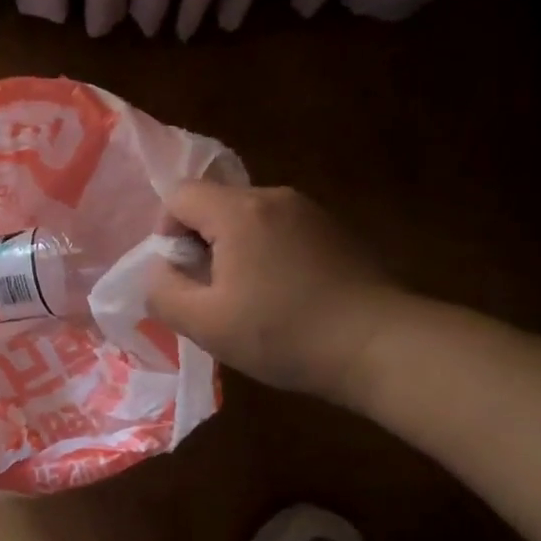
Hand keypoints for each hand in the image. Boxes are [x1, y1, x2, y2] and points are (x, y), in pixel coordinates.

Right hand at [146, 182, 410, 405]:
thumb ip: (163, 292)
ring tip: (249, 299)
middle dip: (201, 244)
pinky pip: (280, 230)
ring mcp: (310, 211)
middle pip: (214, 204)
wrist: (381, 346)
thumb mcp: (205, 324)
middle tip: (212, 293)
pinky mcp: (334, 230)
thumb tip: (159, 271)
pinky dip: (267, 254)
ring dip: (234, 251)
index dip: (166, 232)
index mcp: (240, 211)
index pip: (179, 195)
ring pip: (248, 218)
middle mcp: (274, 197)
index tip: (183, 274)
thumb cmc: (284, 333)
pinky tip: (284, 296)